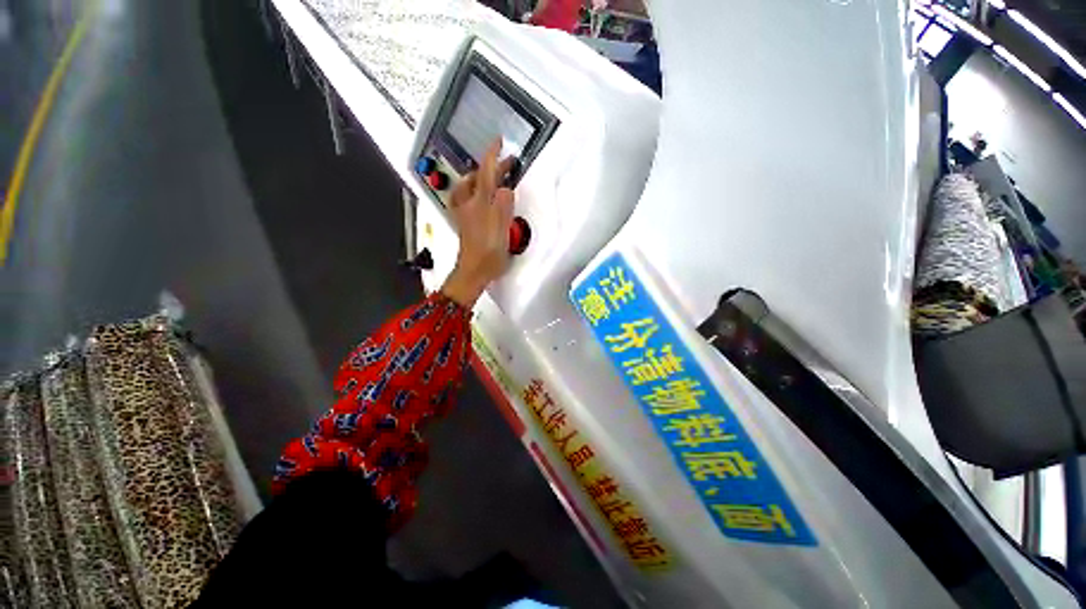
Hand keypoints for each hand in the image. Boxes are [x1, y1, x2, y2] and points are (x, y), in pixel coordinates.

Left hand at [441, 139, 515, 307]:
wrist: (474, 271)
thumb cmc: (489, 252)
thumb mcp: (502, 229)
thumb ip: (504, 205)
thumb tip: (506, 188)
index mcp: (481, 203)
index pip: (486, 173)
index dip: (493, 156)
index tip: (499, 141)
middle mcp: (470, 204)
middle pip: (479, 179)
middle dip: (492, 167)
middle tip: (507, 163)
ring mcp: (466, 213)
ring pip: (470, 187)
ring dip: (481, 177)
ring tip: (492, 176)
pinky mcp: (465, 222)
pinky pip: (468, 198)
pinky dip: (474, 191)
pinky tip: (479, 196)